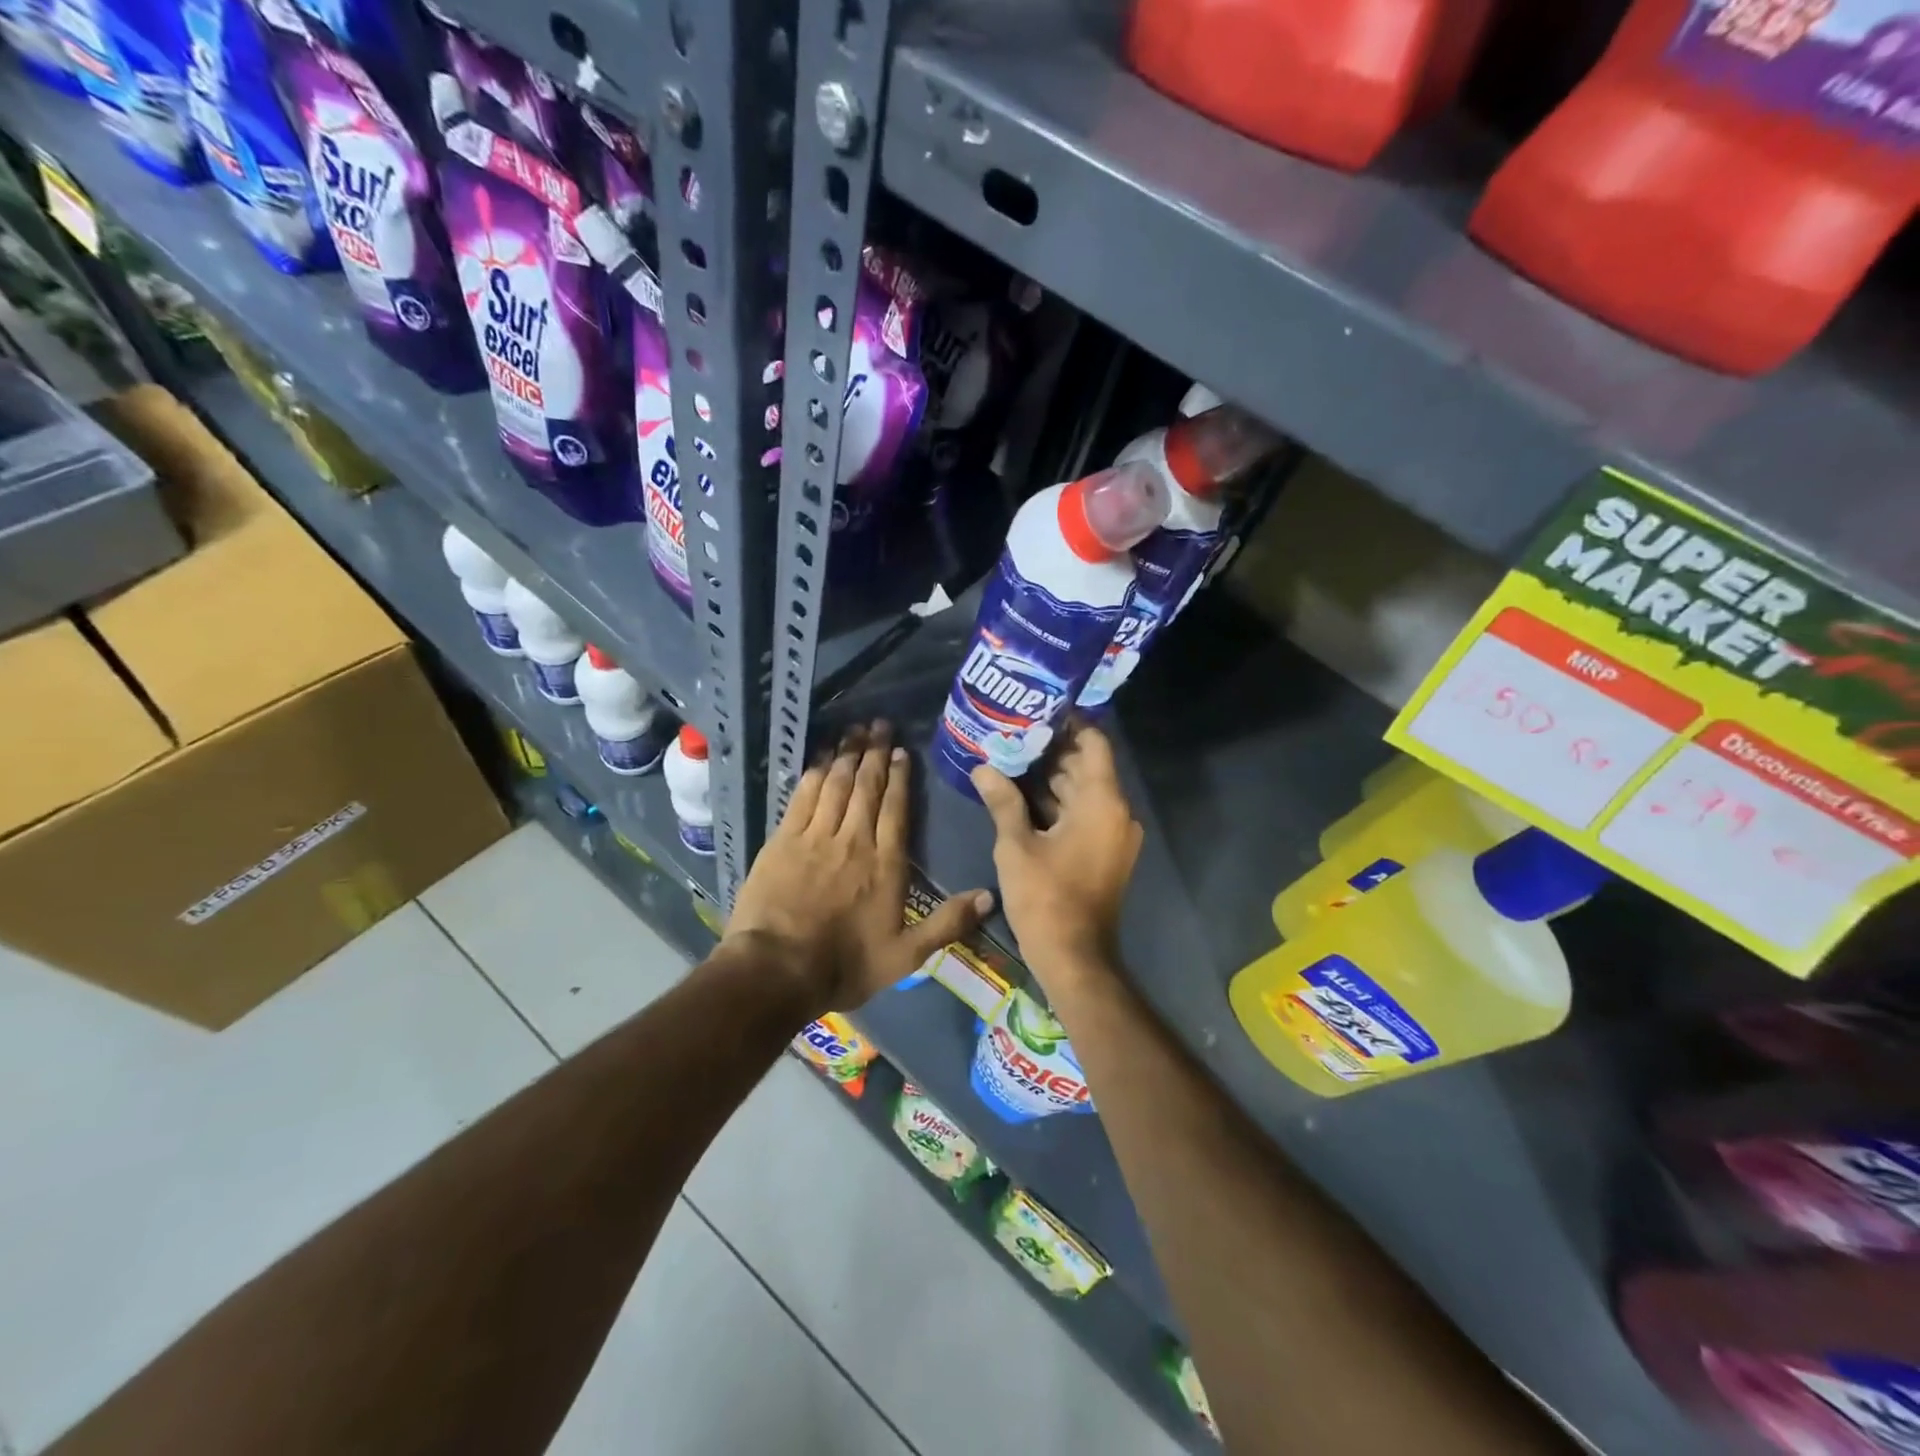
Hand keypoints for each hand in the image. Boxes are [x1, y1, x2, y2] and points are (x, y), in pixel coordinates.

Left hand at [726, 721, 993, 1014]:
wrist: (777, 970)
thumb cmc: (844, 965)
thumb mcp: (905, 956)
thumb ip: (947, 923)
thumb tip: (990, 896)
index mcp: (885, 864)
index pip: (896, 809)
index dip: (899, 777)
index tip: (901, 752)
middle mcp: (853, 840)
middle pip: (866, 787)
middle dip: (874, 753)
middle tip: (879, 725)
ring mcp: (815, 837)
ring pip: (836, 784)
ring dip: (846, 755)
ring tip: (854, 731)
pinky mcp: (783, 840)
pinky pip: (803, 796)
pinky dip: (814, 773)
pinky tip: (820, 759)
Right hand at [972, 720, 1142, 990]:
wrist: (1074, 957)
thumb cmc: (1045, 897)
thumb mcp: (1016, 845)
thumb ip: (1002, 800)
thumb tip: (983, 767)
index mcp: (1102, 802)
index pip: (1094, 742)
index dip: (1069, 723)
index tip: (1037, 709)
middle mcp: (1116, 812)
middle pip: (1085, 766)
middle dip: (1050, 750)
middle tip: (1012, 732)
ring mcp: (1112, 834)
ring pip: (1081, 791)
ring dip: (1050, 777)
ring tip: (1009, 757)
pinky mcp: (1103, 852)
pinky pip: (1082, 814)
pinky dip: (1056, 804)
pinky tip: (1019, 795)